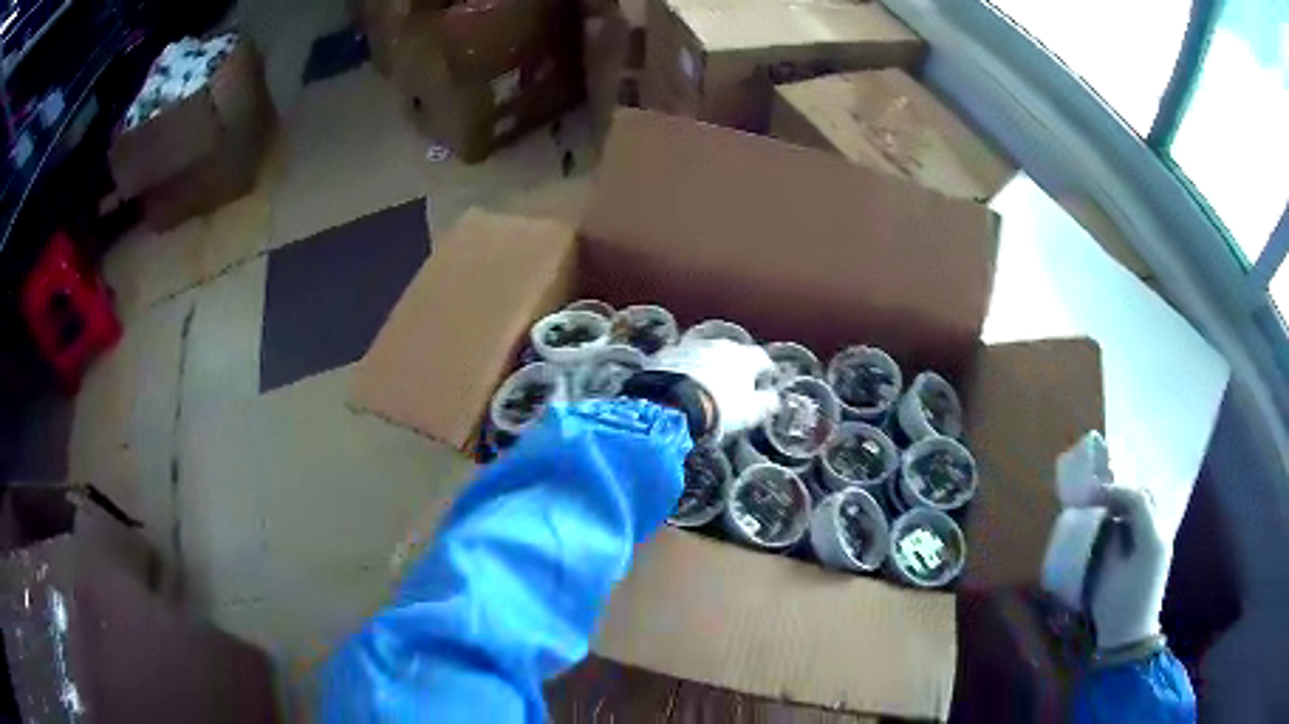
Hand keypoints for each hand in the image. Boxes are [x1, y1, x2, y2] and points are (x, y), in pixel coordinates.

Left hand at [649, 339, 778, 441]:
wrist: (672, 406)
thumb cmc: (719, 409)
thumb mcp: (750, 413)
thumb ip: (766, 402)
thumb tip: (774, 398)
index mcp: (744, 357)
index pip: (762, 359)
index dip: (766, 371)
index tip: (765, 381)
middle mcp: (719, 344)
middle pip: (733, 353)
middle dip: (736, 366)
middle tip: (735, 384)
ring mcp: (691, 346)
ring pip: (706, 353)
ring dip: (709, 365)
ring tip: (706, 384)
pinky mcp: (667, 353)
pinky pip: (681, 358)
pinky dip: (685, 368)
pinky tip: (683, 382)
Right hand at [1088, 485, 1170, 651]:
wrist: (1130, 639)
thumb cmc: (1116, 608)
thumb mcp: (1107, 573)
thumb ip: (1108, 540)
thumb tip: (1104, 520)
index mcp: (1152, 537)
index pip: (1137, 499)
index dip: (1113, 492)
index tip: (1090, 496)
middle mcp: (1162, 533)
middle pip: (1147, 498)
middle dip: (1123, 494)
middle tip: (1099, 501)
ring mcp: (1162, 543)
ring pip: (1148, 509)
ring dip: (1128, 506)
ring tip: (1106, 513)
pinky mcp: (1158, 554)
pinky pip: (1147, 524)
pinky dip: (1133, 519)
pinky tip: (1117, 529)